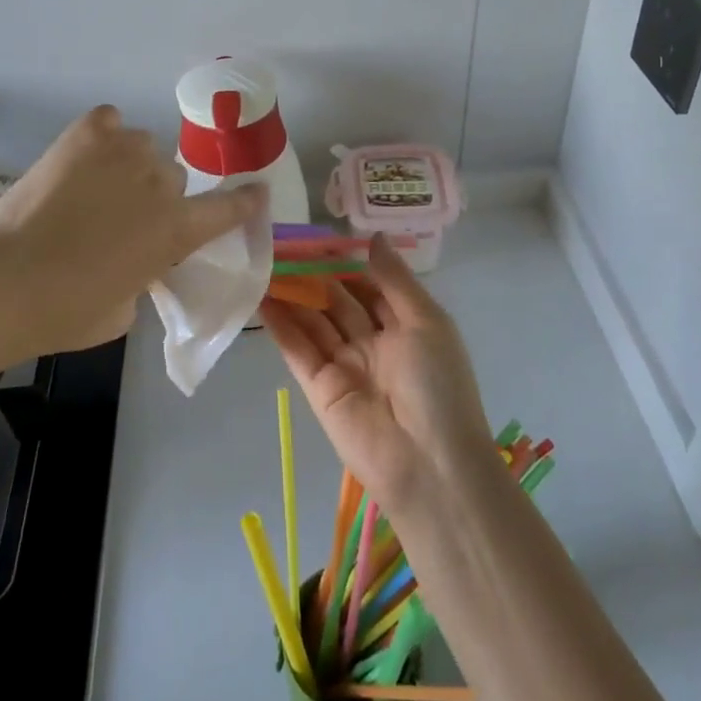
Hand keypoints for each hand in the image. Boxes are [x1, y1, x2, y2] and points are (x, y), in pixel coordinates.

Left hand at [0, 106, 264, 356]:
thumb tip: (135, 261)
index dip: (245, 200)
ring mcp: (125, 152)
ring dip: (130, 166)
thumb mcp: (124, 311)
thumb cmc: (65, 312)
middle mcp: (161, 183)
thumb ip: (145, 277)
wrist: (2, 282)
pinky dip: (104, 135)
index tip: (256, 190)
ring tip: (97, 185)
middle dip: (156, 197)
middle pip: (174, 178)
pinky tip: (85, 155)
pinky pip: (110, 122)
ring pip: (144, 147)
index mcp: (177, 229)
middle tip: (123, 218)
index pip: (229, 208)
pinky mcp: (86, 134)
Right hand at [261, 235, 492, 517]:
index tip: (320, 236)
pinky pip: (298, 348)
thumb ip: (395, 279)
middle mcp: (373, 342)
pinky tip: (261, 296)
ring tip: (264, 262)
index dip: (347, 262)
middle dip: (314, 274)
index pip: (370, 286)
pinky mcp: (319, 387)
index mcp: (405, 326)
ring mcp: (344, 365)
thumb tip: (373, 236)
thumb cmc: (438, 384)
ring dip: (292, 294)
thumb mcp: (427, 321)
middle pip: (338, 301)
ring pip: (314, 320)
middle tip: (283, 244)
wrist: (429, 464)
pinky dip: (280, 324)